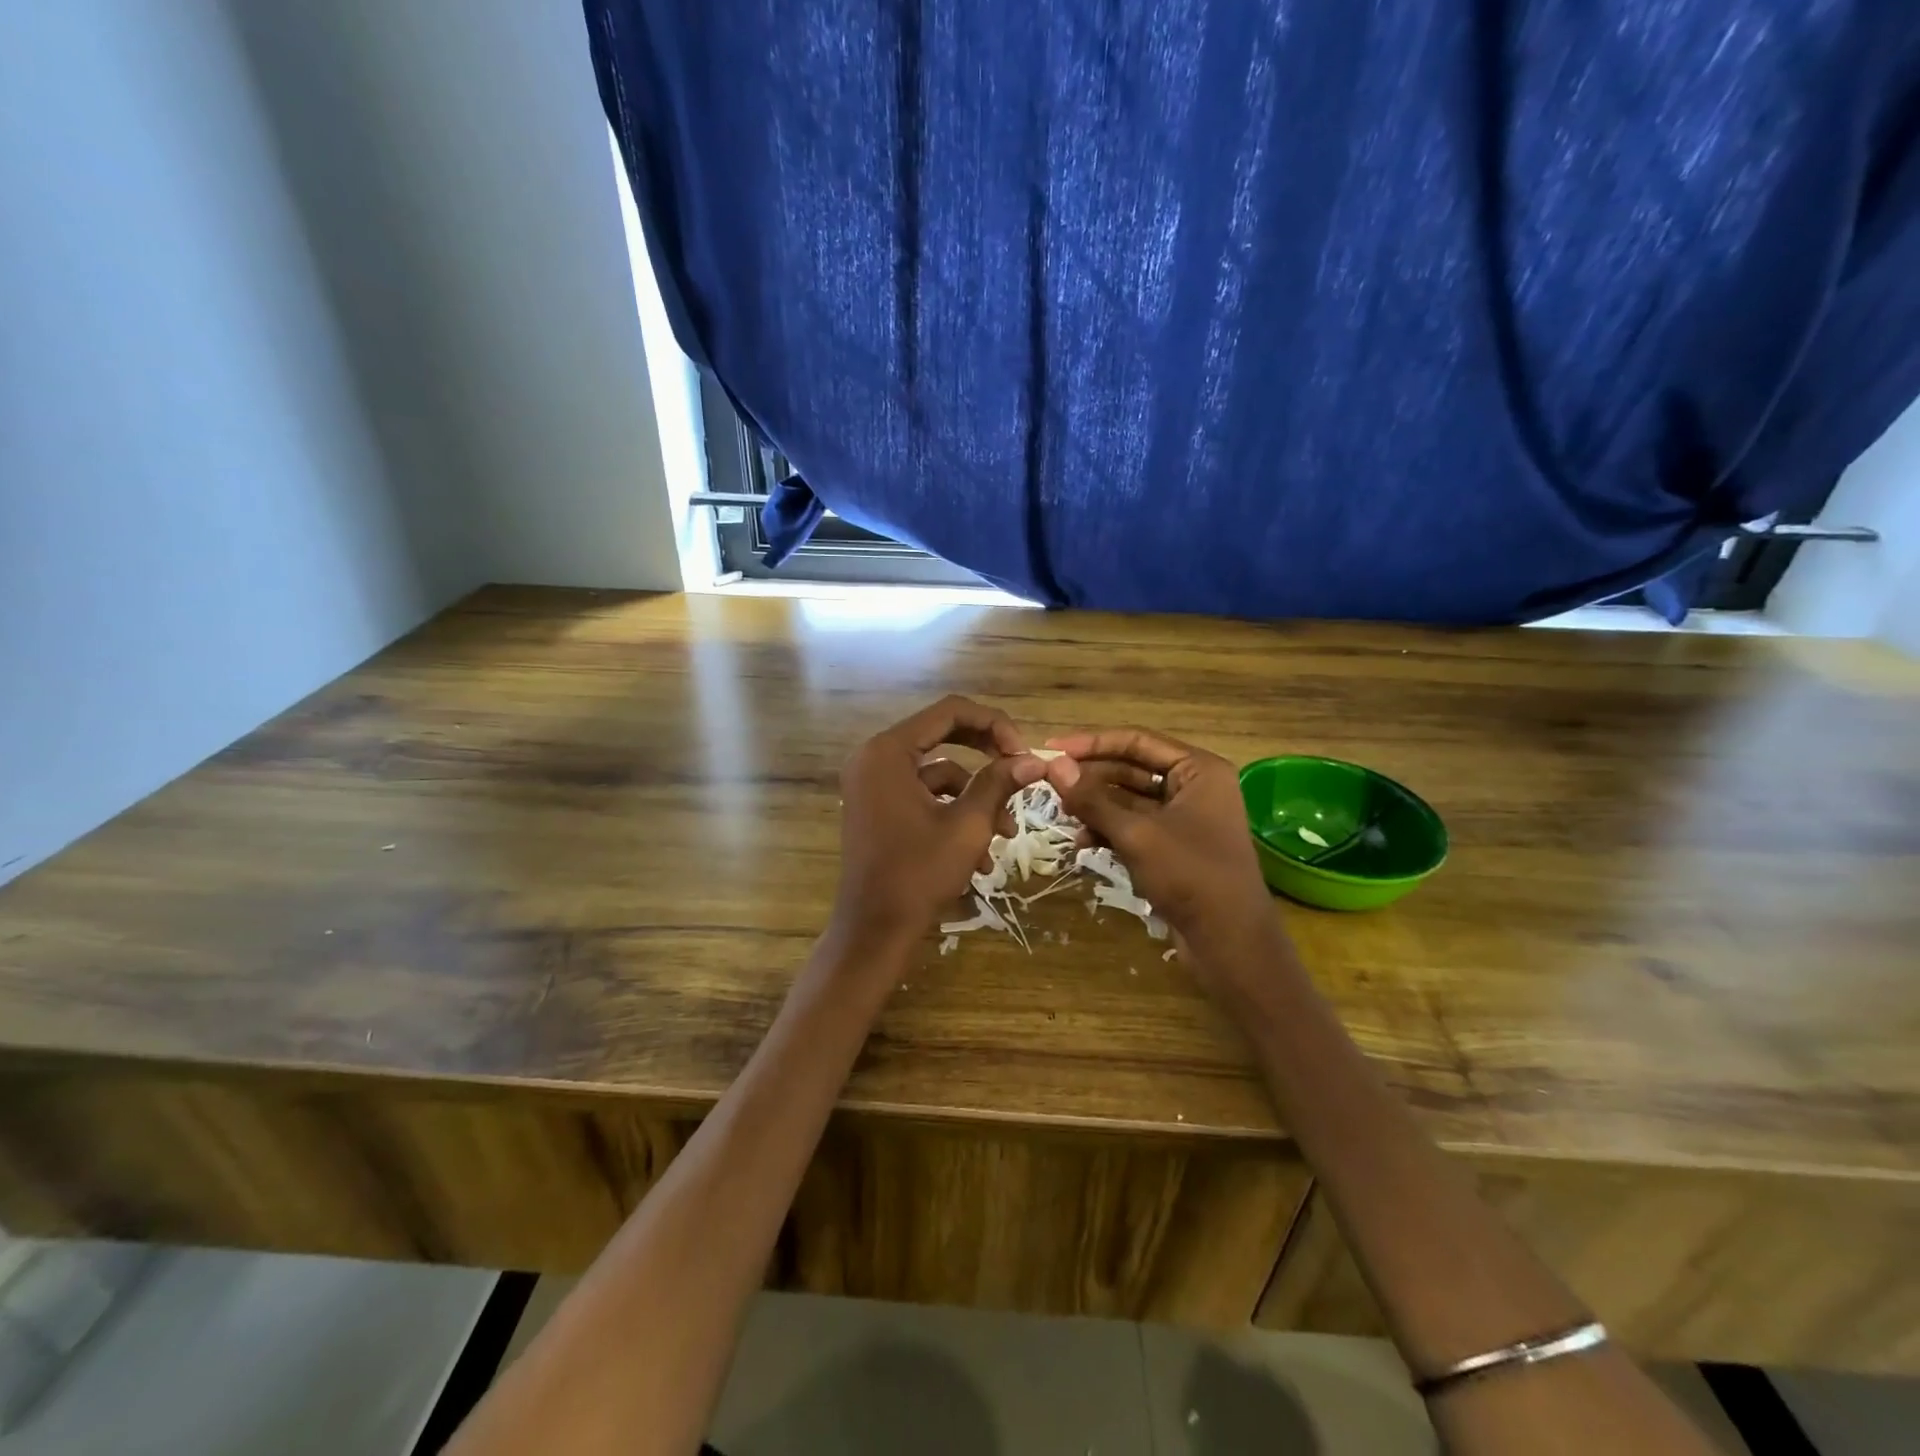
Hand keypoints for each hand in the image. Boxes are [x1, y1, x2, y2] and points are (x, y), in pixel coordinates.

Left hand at [832, 696, 1045, 948]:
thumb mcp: (968, 826)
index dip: (994, 724)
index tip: (1024, 752)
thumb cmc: (918, 874)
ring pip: (939, 773)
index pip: (949, 712)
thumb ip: (999, 783)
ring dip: (976, 797)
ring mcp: (874, 784)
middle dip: (987, 755)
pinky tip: (980, 854)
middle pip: (944, 735)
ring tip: (1005, 834)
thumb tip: (1036, 759)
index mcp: (888, 751)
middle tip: (1021, 770)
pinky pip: (924, 795)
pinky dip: (954, 814)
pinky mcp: (879, 807)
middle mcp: (875, 758)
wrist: (873, 931)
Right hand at [1042, 728, 1280, 964]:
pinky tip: (1082, 842)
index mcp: (1198, 769)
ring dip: (1096, 806)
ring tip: (1062, 815)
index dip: (1091, 743)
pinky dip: (1109, 830)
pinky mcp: (1174, 846)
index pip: (1136, 741)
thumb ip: (1093, 799)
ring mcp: (1184, 818)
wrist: (1231, 943)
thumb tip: (1054, 766)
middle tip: (1050, 785)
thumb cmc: (1191, 875)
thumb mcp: (1136, 834)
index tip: (1051, 749)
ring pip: (1129, 800)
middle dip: (1091, 778)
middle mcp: (1194, 786)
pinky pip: (1134, 826)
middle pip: (1131, 768)